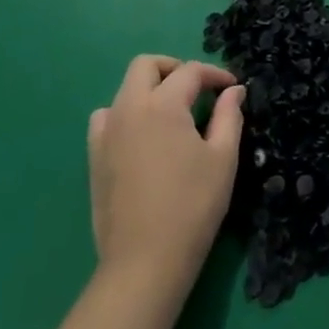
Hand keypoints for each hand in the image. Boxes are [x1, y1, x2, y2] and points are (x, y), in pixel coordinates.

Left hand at [87, 55, 244, 307]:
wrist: (144, 264)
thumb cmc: (192, 207)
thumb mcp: (222, 159)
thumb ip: (229, 117)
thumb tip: (234, 91)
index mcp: (162, 105)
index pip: (190, 72)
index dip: (215, 74)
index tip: (232, 88)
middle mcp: (129, 108)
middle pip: (146, 65)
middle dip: (174, 68)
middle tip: (197, 89)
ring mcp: (107, 132)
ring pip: (124, 90)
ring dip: (148, 90)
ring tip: (171, 113)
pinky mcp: (94, 157)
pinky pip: (107, 118)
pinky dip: (126, 114)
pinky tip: (143, 137)